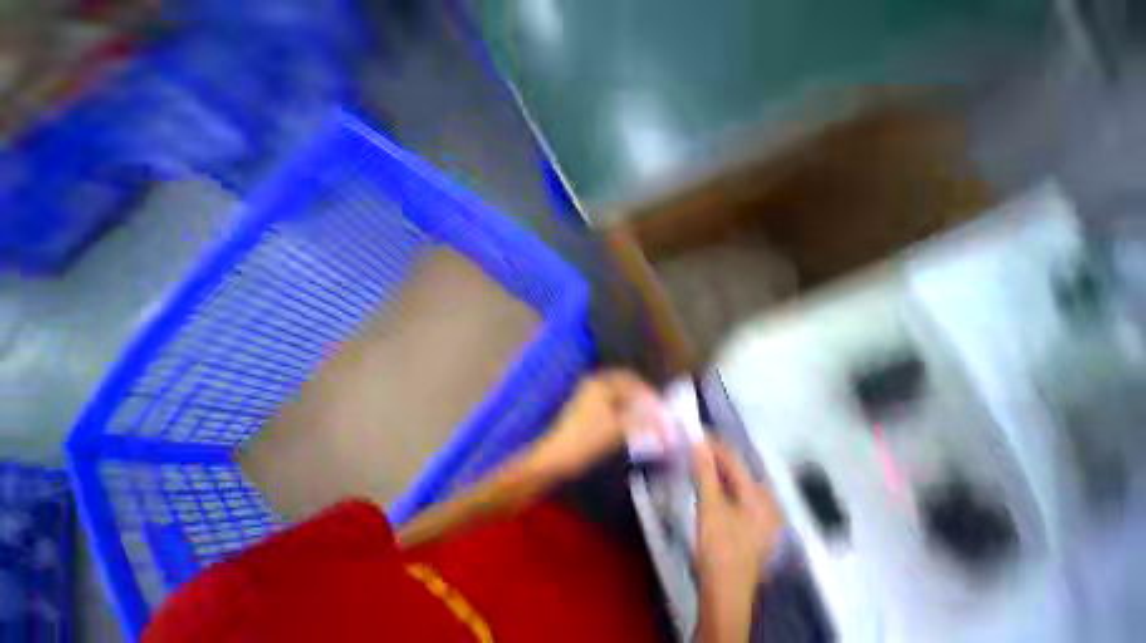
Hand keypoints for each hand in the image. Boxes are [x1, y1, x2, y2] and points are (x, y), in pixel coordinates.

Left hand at [529, 369, 659, 478]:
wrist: (556, 456)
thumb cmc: (586, 439)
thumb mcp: (617, 429)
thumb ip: (643, 422)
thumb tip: (664, 421)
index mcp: (601, 384)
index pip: (631, 381)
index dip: (648, 393)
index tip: (661, 407)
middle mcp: (594, 384)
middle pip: (626, 385)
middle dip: (642, 397)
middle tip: (656, 412)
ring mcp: (589, 395)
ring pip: (619, 395)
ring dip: (634, 404)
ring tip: (647, 419)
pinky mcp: (587, 408)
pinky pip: (611, 403)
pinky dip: (624, 410)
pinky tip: (631, 422)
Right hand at [694, 438, 784, 592]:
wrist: (724, 593)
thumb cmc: (719, 548)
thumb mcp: (709, 504)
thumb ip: (704, 469)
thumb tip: (697, 440)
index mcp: (760, 495)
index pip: (733, 457)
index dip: (711, 443)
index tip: (691, 432)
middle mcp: (766, 501)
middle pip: (736, 468)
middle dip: (712, 455)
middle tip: (689, 446)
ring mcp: (761, 514)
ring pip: (734, 480)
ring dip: (714, 468)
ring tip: (693, 460)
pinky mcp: (752, 523)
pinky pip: (735, 493)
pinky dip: (719, 483)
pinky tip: (705, 482)